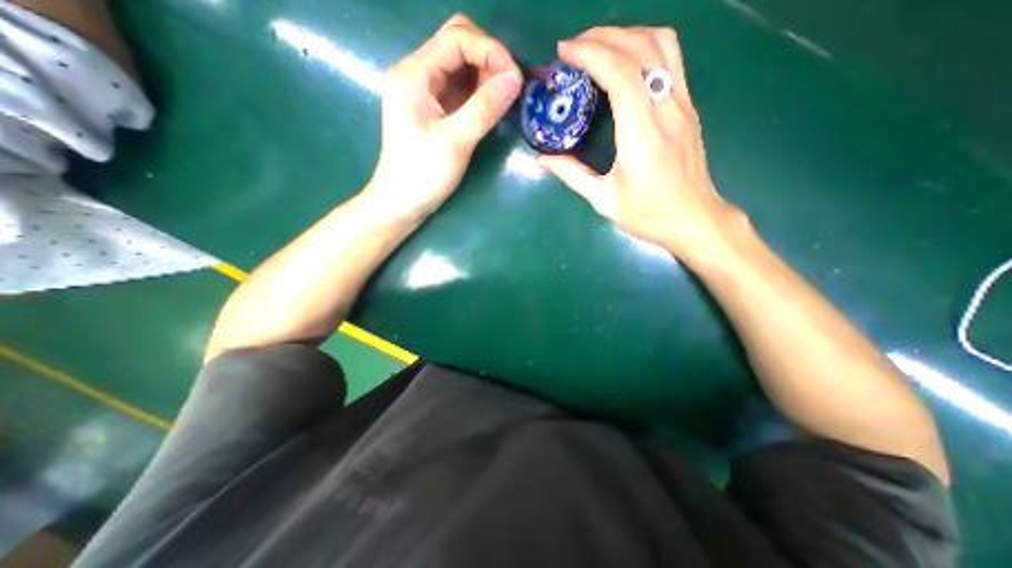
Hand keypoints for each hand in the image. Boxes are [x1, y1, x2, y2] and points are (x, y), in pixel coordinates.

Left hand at [367, 14, 520, 217]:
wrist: (402, 202)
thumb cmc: (422, 175)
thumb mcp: (454, 142)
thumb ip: (484, 109)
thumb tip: (515, 80)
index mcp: (414, 74)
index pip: (457, 38)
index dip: (491, 51)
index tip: (515, 80)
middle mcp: (418, 74)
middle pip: (459, 43)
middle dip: (489, 59)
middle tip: (509, 89)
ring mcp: (426, 92)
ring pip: (462, 66)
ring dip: (487, 76)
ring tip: (504, 100)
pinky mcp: (435, 109)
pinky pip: (462, 88)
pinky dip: (480, 92)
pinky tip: (492, 106)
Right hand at [537, 27, 750, 262]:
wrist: (693, 219)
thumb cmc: (648, 214)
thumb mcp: (604, 200)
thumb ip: (572, 175)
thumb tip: (542, 159)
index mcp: (642, 135)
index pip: (620, 74)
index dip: (591, 54)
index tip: (564, 53)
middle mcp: (666, 110)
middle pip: (640, 48)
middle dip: (603, 37)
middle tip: (574, 47)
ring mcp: (682, 104)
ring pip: (661, 44)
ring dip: (627, 34)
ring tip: (598, 46)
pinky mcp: (688, 107)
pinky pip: (671, 59)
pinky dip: (644, 46)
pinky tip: (626, 60)